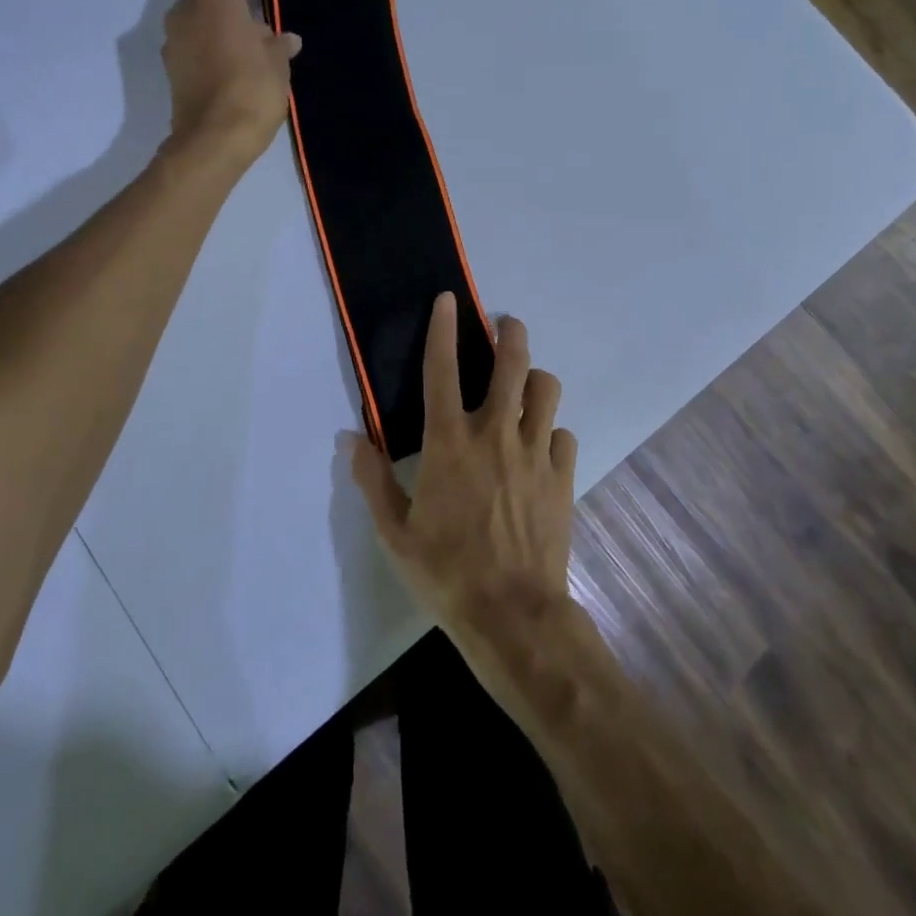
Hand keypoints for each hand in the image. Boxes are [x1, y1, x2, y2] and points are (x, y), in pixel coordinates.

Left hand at [162, 0, 301, 162]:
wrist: (214, 140)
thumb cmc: (252, 90)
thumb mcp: (278, 65)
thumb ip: (279, 46)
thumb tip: (285, 40)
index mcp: (213, 1)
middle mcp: (185, 14)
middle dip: (231, 8)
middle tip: (259, 35)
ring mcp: (173, 43)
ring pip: (197, 23)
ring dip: (219, 32)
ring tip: (248, 59)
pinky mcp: (170, 71)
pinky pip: (191, 48)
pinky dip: (208, 53)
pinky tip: (232, 78)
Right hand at [350, 293, 579, 677]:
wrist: (513, 615)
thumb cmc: (446, 572)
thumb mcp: (395, 532)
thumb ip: (373, 480)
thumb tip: (351, 438)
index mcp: (449, 442)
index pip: (442, 370)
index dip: (443, 329)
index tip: (449, 300)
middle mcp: (495, 434)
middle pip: (512, 363)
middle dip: (510, 334)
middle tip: (506, 325)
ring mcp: (535, 452)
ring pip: (547, 390)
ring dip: (536, 378)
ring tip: (527, 385)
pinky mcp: (562, 475)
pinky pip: (564, 434)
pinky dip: (552, 432)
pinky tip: (542, 447)